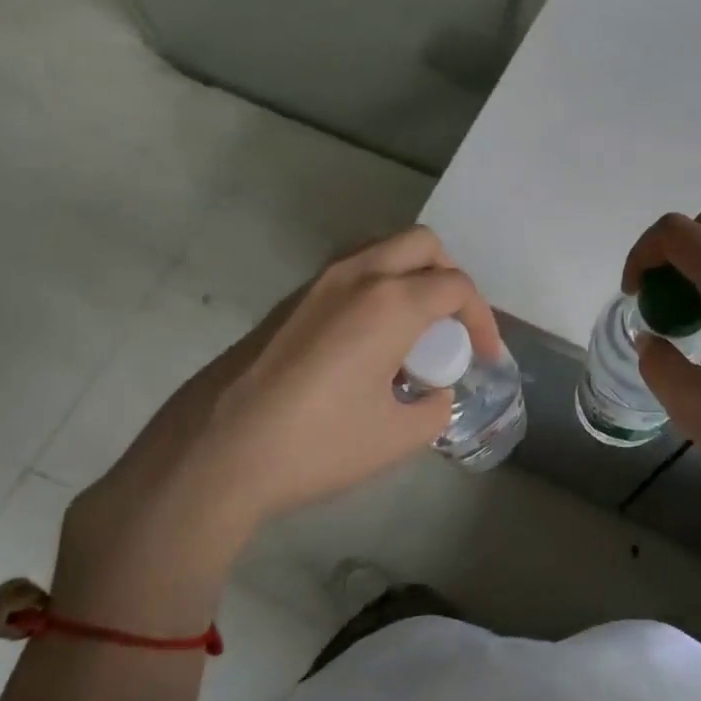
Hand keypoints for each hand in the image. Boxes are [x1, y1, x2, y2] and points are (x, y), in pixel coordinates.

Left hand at [52, 227, 500, 631]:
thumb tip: (435, 394)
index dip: (483, 320)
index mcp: (390, 303)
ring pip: (380, 250)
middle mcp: (356, 276)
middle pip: (422, 244)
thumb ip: (434, 408)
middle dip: (450, 278)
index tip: (486, 357)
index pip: (456, 287)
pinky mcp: (288, 302)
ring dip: (410, 277)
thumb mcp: (397, 437)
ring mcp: (316, 284)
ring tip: (412, 332)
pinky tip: (366, 345)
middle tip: (452, 326)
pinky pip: (349, 274)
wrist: (214, 455)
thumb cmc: (316, 445)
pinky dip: (376, 290)